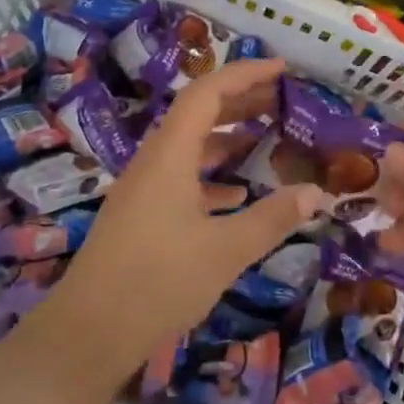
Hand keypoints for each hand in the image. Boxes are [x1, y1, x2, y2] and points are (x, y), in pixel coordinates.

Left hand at [33, 59, 326, 393]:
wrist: (88, 333)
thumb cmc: (158, 282)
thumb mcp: (224, 251)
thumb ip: (272, 219)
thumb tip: (316, 192)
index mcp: (170, 155)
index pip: (207, 93)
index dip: (245, 74)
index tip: (283, 69)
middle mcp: (154, 162)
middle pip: (198, 114)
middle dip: (240, 101)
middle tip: (282, 99)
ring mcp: (144, 189)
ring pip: (190, 146)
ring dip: (227, 137)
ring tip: (267, 137)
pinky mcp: (142, 216)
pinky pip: (182, 177)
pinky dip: (213, 175)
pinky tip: (237, 193)